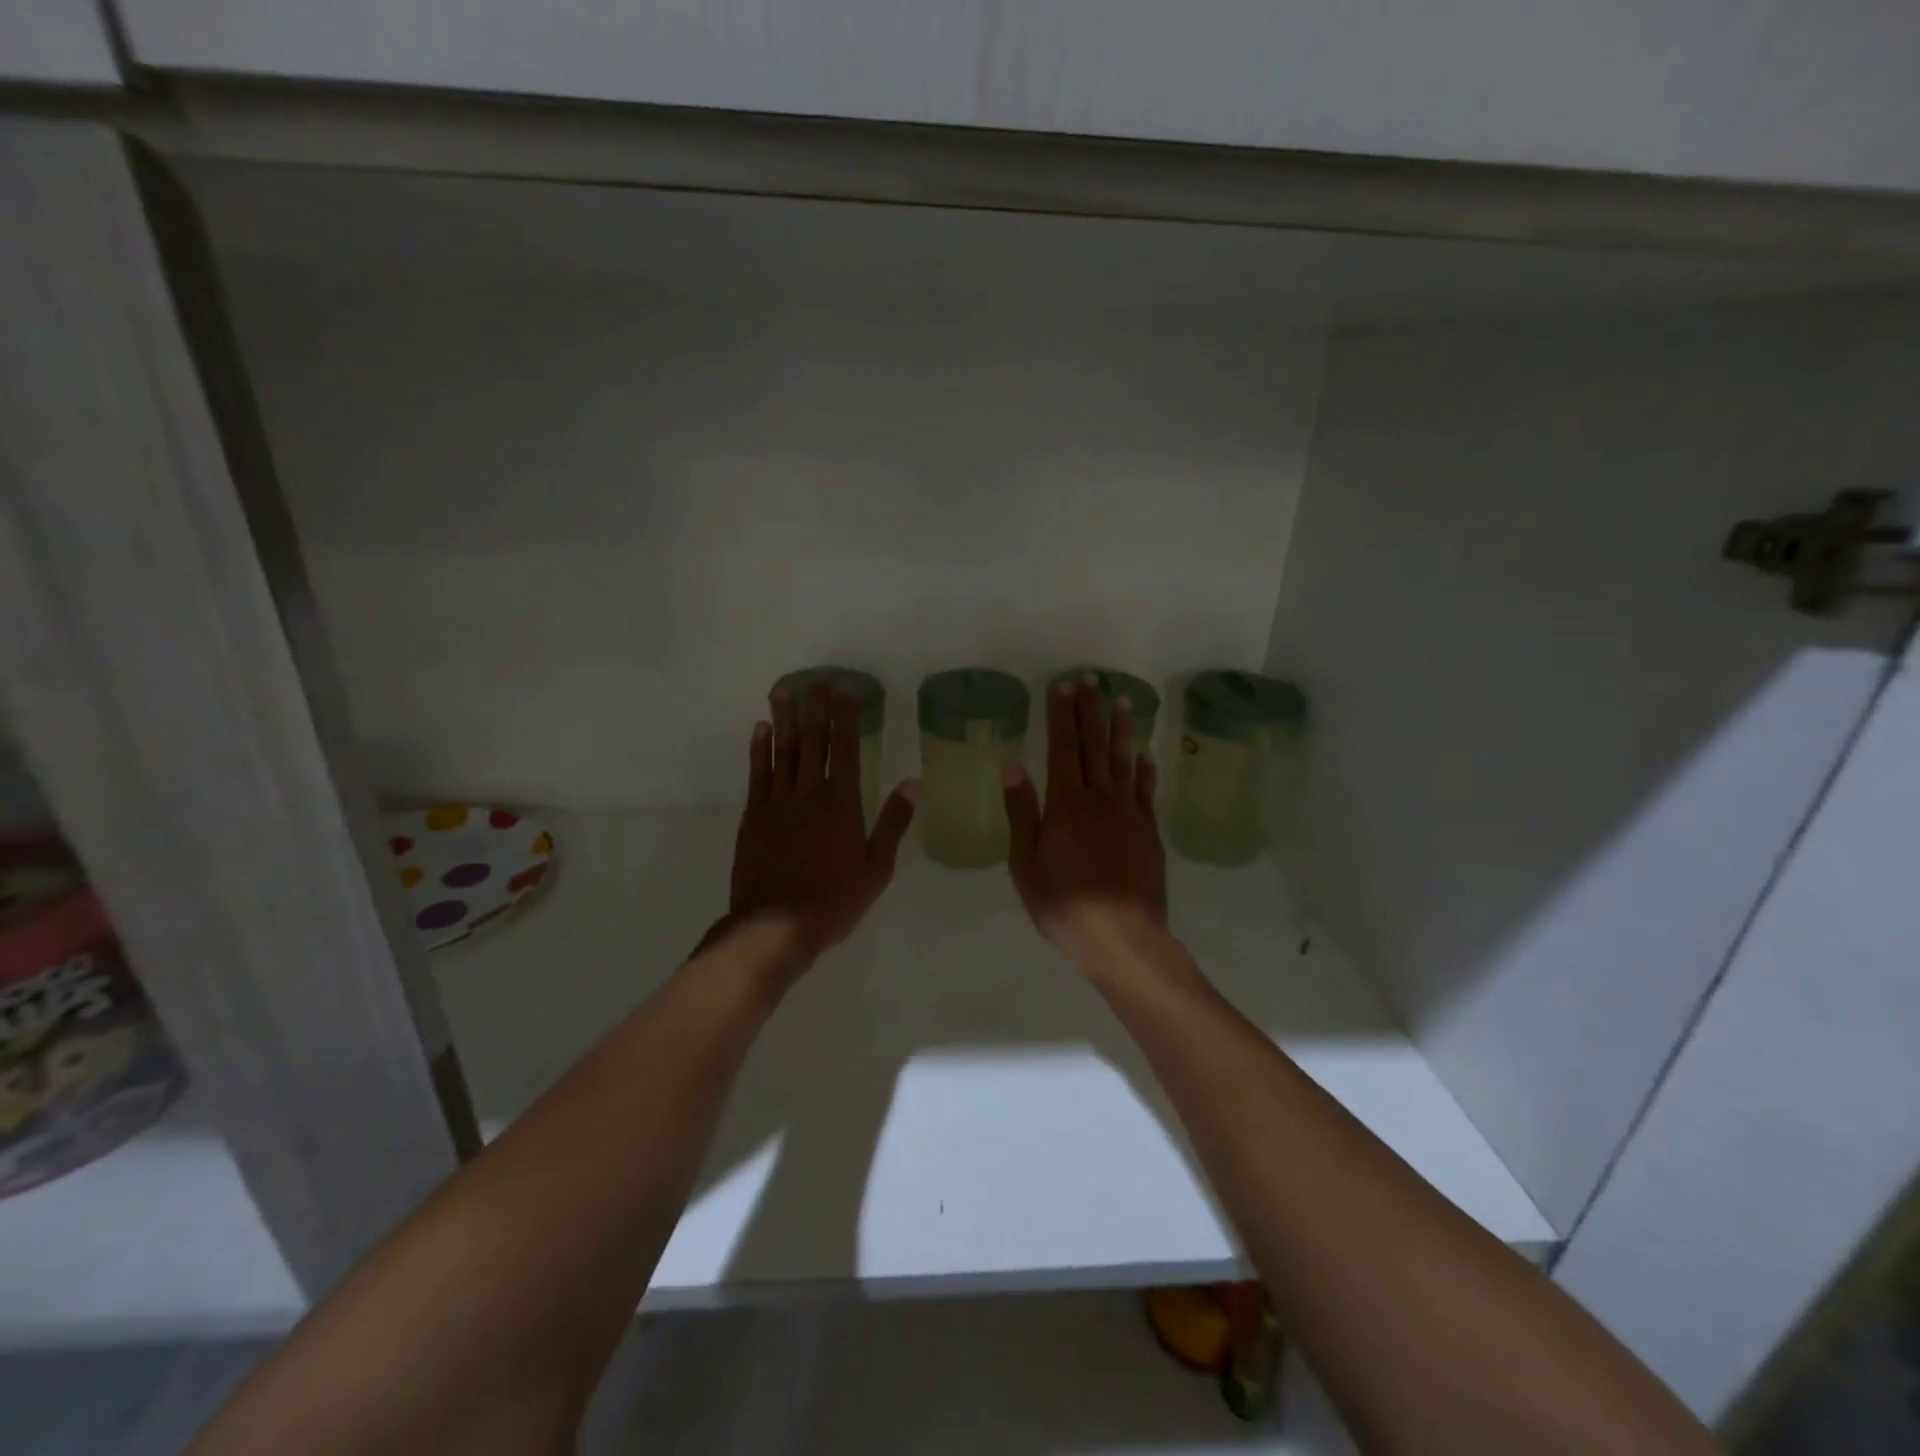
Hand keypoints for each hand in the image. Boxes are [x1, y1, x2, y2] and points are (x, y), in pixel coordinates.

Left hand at [727, 678, 917, 964]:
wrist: (776, 926)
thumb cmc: (834, 900)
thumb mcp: (877, 867)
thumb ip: (893, 823)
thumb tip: (912, 783)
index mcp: (842, 803)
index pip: (844, 749)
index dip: (846, 717)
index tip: (845, 690)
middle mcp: (808, 793)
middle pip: (812, 741)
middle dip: (814, 707)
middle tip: (814, 678)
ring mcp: (776, 803)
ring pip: (781, 751)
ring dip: (783, 718)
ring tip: (783, 689)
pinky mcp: (754, 817)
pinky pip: (757, 774)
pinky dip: (759, 750)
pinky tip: (761, 730)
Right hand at [1002, 678, 1167, 967]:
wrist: (1122, 938)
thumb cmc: (1064, 904)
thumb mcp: (1026, 864)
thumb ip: (1022, 813)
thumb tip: (1013, 766)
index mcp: (1066, 806)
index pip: (1063, 749)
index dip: (1062, 716)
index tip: (1062, 686)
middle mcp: (1100, 800)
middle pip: (1094, 747)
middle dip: (1090, 711)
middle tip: (1090, 680)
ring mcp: (1129, 815)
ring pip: (1124, 762)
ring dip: (1122, 730)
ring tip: (1123, 701)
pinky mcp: (1149, 833)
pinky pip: (1146, 793)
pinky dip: (1144, 771)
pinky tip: (1145, 756)